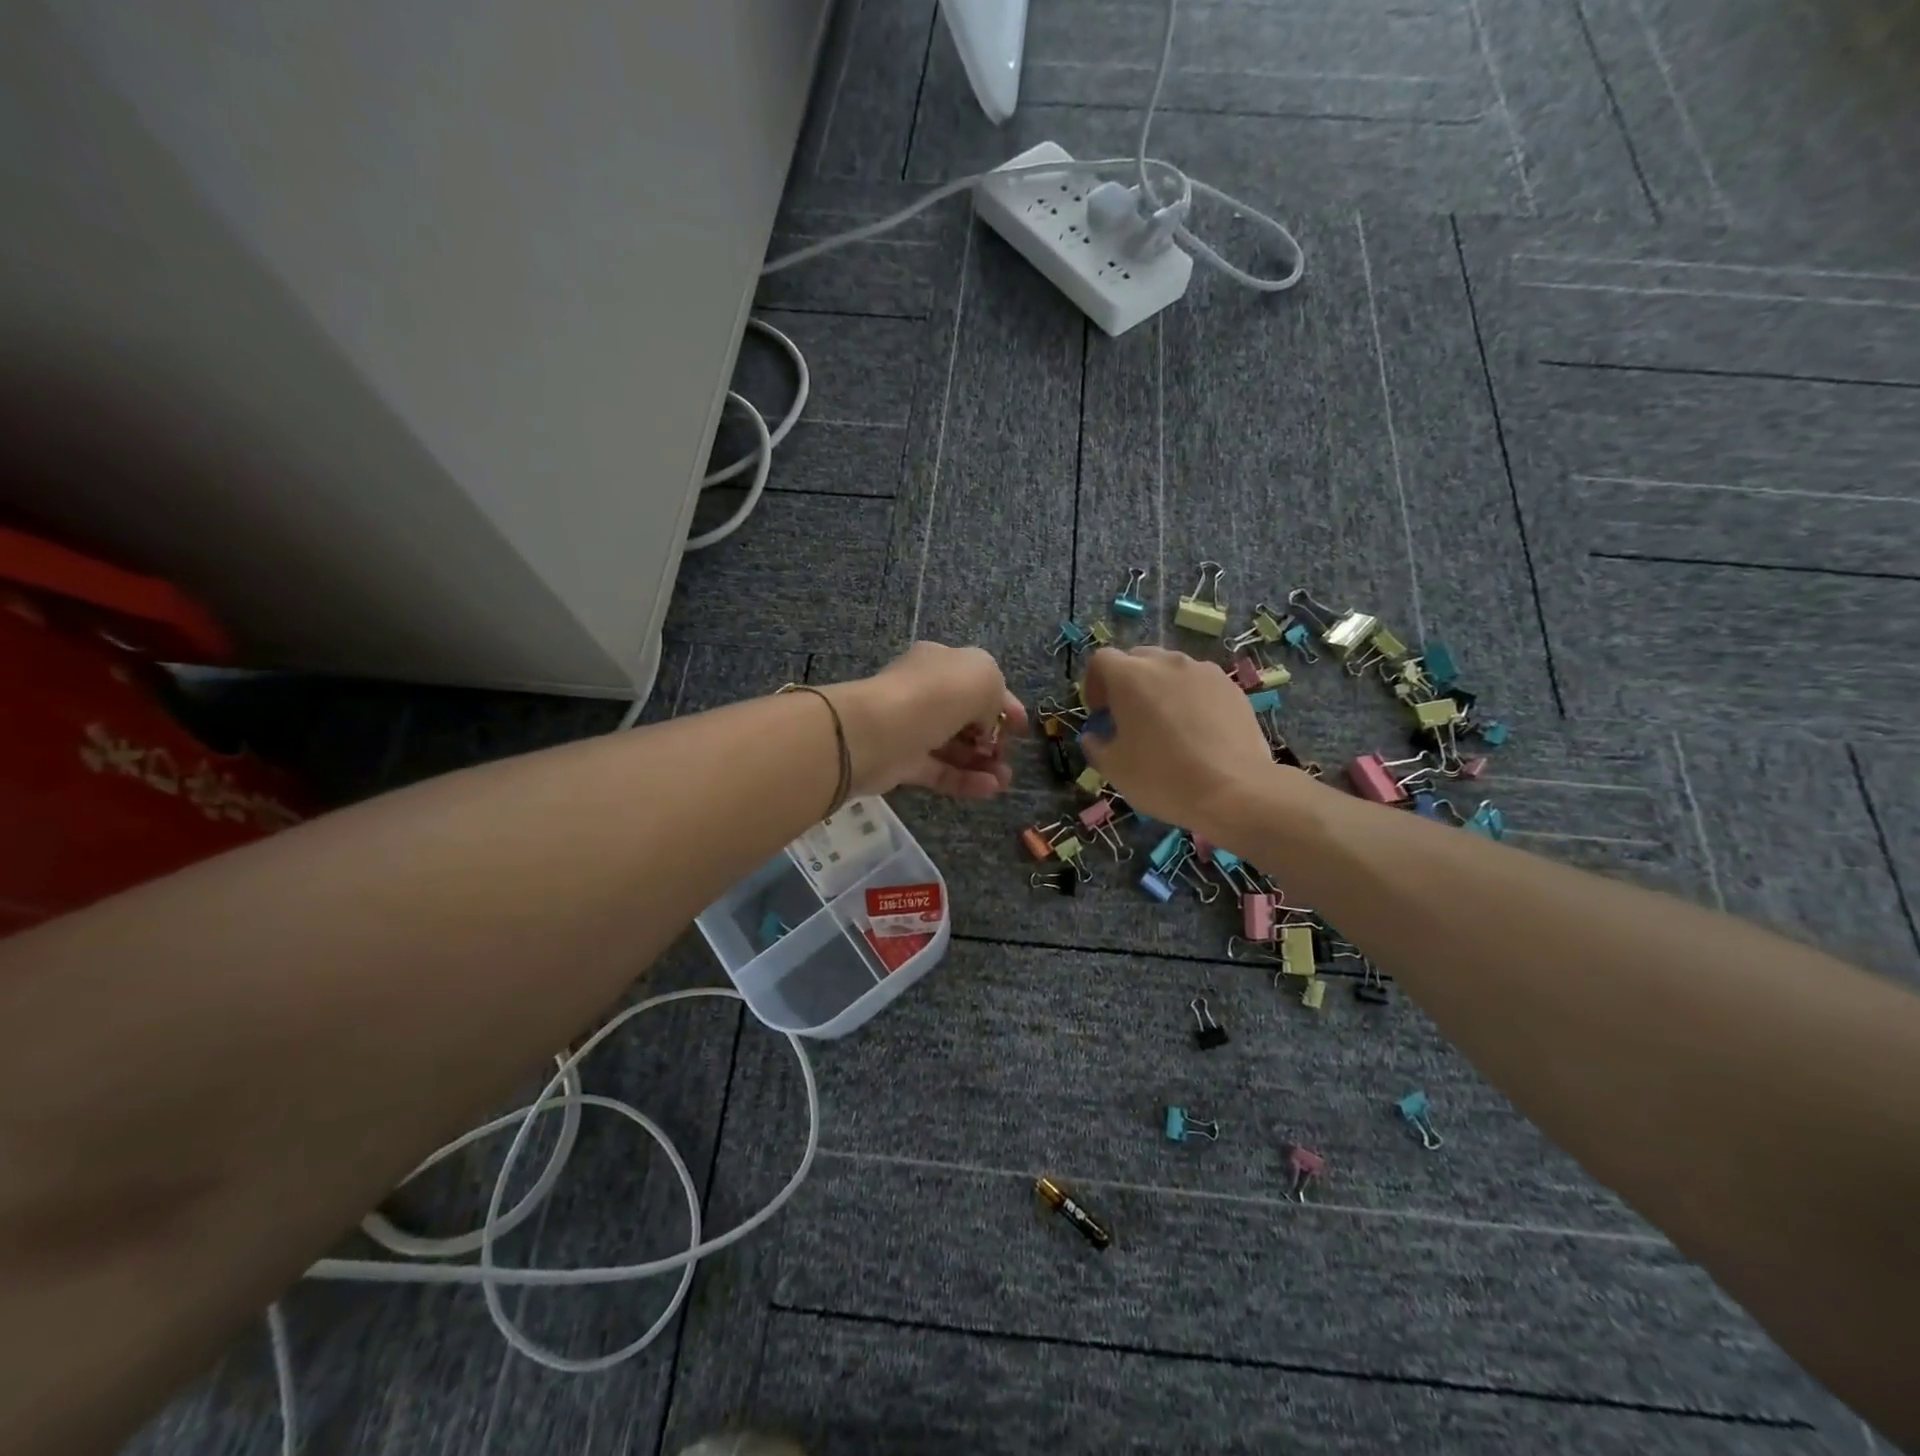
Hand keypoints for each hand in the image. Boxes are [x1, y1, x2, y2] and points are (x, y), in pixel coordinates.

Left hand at [824, 643, 1027, 799]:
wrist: (878, 731)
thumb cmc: (935, 695)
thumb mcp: (983, 676)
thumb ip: (995, 694)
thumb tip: (986, 722)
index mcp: (941, 663)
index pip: (979, 682)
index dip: (1004, 704)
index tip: (1022, 728)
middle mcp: (925, 692)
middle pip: (965, 716)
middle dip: (993, 736)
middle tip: (1008, 754)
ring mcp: (911, 729)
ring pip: (954, 747)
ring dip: (983, 763)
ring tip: (1005, 780)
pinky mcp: (902, 763)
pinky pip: (940, 772)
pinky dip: (966, 781)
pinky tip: (990, 790)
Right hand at [1079, 646, 1293, 838]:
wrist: (1234, 791)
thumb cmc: (1162, 777)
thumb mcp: (1114, 769)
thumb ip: (1096, 745)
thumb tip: (1095, 736)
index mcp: (1130, 677)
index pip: (1101, 660)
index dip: (1094, 684)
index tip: (1100, 714)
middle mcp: (1167, 663)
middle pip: (1137, 659)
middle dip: (1127, 684)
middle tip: (1130, 718)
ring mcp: (1204, 672)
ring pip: (1172, 670)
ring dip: (1161, 689)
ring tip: (1167, 726)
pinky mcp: (1231, 687)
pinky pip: (1200, 685)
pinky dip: (1191, 699)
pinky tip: (1197, 733)